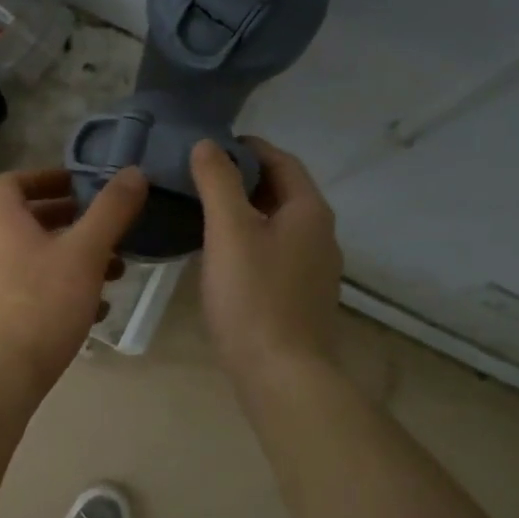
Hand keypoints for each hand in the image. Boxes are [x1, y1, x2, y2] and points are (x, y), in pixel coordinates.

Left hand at [0, 166, 147, 390]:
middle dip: (69, 220)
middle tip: (103, 227)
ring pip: (35, 258)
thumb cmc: (45, 303)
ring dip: (73, 257)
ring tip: (113, 272)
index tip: (76, 185)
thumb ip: (111, 211)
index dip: (42, 176)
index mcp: (5, 226)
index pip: (9, 183)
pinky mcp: (0, 316)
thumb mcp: (87, 252)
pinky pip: (34, 290)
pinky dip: (63, 288)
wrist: (7, 371)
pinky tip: (95, 309)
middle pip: (27, 222)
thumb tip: (133, 172)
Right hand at [190, 136, 342, 379]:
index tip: (208, 146)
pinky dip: (249, 240)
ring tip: (202, 211)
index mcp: (309, 210)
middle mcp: (320, 234)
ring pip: (277, 224)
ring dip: (245, 211)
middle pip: (281, 191)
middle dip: (243, 178)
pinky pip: (274, 252)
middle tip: (198, 177)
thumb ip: (218, 183)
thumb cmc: (253, 296)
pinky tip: (221, 255)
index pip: (281, 160)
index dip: (247, 148)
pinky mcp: (301, 295)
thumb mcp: (229, 231)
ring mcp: (314, 268)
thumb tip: (207, 144)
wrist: (280, 372)